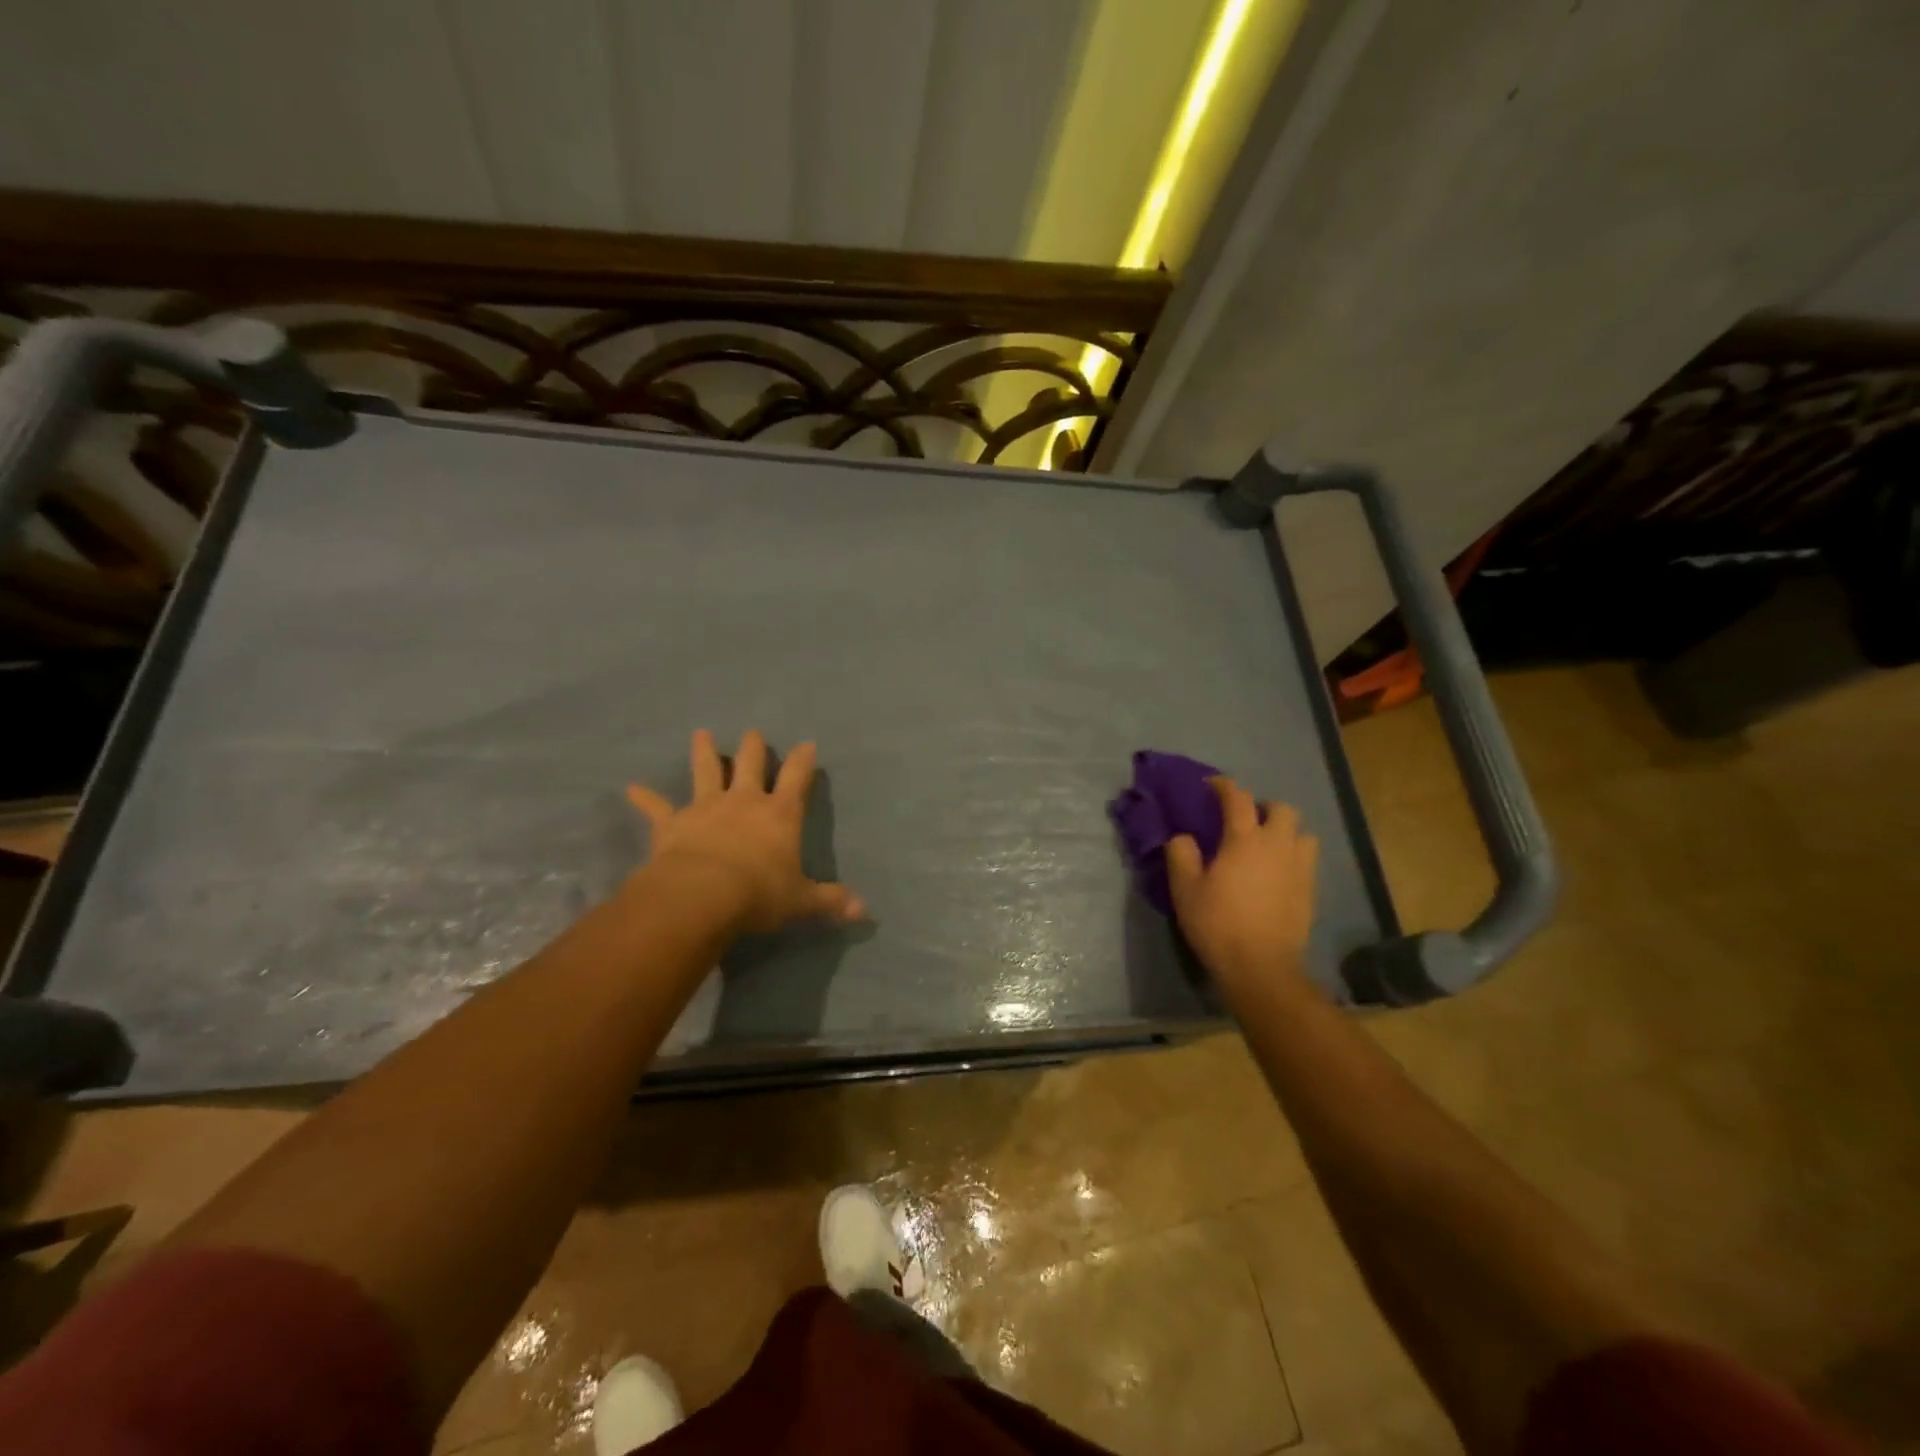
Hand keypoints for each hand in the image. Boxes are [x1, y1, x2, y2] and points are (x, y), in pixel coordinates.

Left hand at [625, 729, 864, 933]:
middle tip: (753, 733)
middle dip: (753, 747)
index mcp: (780, 814)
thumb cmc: (758, 894)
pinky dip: (645, 798)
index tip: (807, 743)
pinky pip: (657, 807)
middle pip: (750, 763)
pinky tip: (631, 788)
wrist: (701, 895)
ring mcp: (706, 807)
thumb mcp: (801, 901)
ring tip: (700, 733)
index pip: (797, 778)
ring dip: (703, 751)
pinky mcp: (672, 823)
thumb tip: (864, 911)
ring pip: (705, 771)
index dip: (803, 760)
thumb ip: (830, 902)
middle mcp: (744, 801)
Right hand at [1167, 778, 1317, 993]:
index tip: (1212, 785)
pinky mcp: (1310, 890)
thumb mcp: (1185, 889)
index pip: (1237, 798)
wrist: (1261, 966)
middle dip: (1263, 807)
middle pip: (1282, 809)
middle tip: (1245, 820)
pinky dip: (1292, 857)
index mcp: (1244, 839)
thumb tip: (1183, 837)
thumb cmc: (1218, 923)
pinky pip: (1306, 860)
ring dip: (1285, 832)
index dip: (1224, 786)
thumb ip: (1181, 855)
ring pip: (1302, 833)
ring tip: (1267, 846)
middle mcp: (1277, 845)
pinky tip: (1276, 873)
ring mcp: (1299, 868)